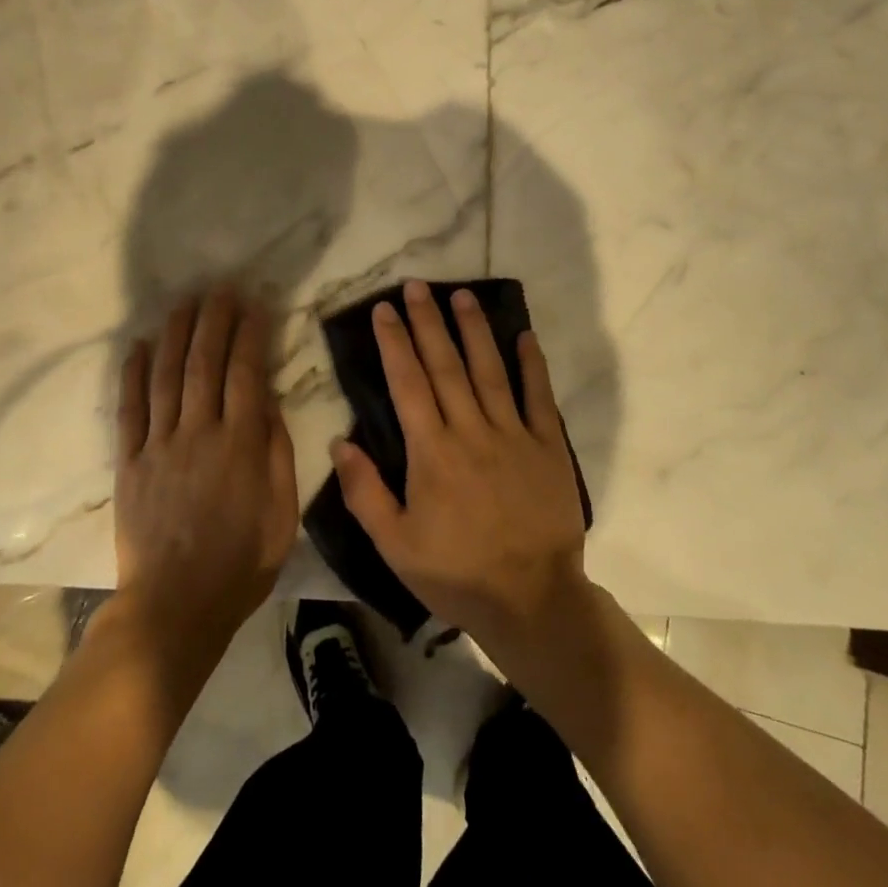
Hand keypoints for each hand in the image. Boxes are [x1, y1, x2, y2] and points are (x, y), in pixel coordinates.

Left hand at [115, 289, 297, 648]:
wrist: (175, 608)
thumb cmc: (240, 563)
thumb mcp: (282, 513)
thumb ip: (277, 452)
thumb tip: (268, 402)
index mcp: (240, 444)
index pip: (247, 372)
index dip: (251, 334)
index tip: (256, 304)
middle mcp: (198, 432)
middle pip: (204, 363)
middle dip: (214, 320)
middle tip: (220, 288)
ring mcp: (159, 445)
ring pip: (166, 376)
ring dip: (175, 334)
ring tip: (184, 303)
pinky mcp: (129, 463)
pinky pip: (129, 409)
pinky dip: (131, 374)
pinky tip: (137, 345)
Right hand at [330, 279, 589, 653]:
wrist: (532, 600)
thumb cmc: (456, 573)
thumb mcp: (395, 545)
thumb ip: (364, 492)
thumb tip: (339, 441)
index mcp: (432, 452)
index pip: (408, 383)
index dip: (394, 343)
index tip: (384, 310)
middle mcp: (471, 431)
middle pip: (446, 365)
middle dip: (428, 322)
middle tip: (416, 285)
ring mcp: (514, 435)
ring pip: (490, 370)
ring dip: (474, 329)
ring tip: (461, 295)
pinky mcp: (548, 447)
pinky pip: (539, 397)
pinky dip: (532, 365)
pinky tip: (524, 335)